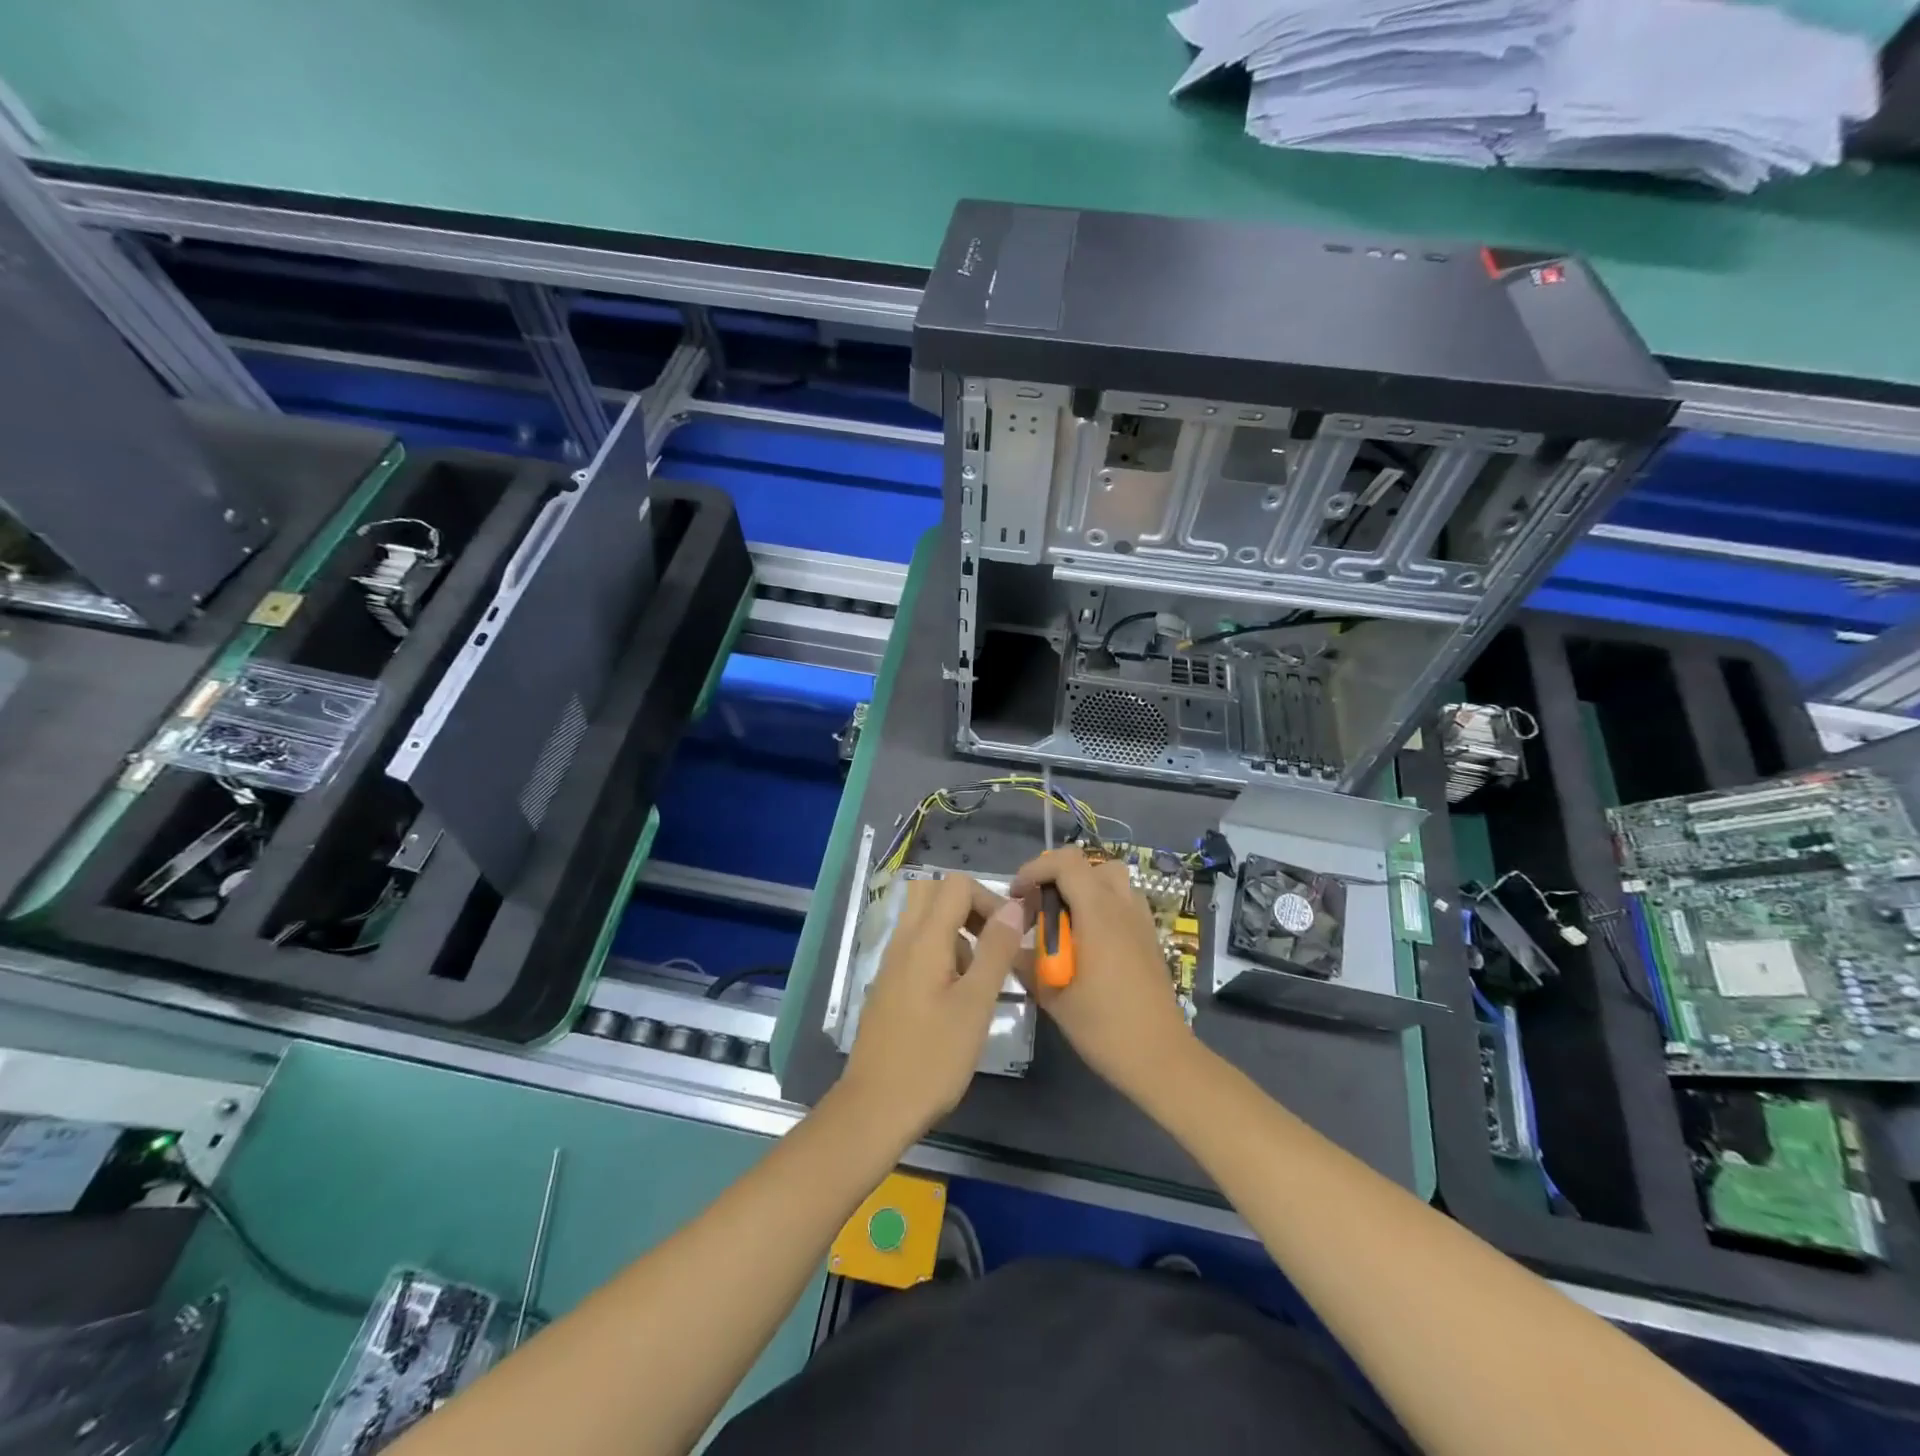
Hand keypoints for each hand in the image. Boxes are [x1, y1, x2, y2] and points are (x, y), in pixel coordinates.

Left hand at [840, 875, 1024, 1143]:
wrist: (875, 1107)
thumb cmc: (932, 1057)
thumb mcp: (975, 1004)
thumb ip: (996, 951)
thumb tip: (1014, 907)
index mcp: (924, 939)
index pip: (956, 885)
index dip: (989, 899)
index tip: (1010, 935)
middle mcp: (903, 942)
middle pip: (934, 894)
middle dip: (970, 908)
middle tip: (993, 945)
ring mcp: (892, 964)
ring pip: (925, 921)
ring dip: (957, 934)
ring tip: (979, 980)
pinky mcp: (890, 986)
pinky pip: (917, 949)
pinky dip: (942, 955)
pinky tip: (956, 1000)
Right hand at [1010, 847, 1196, 1103]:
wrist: (1160, 1057)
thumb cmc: (1103, 1026)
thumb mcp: (1052, 996)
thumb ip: (1027, 962)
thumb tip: (1010, 944)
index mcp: (1098, 913)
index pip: (1066, 863)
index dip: (1035, 869)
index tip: (1016, 895)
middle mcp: (1122, 907)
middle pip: (1089, 864)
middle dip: (1056, 876)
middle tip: (1038, 907)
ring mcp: (1141, 920)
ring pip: (1110, 879)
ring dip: (1082, 888)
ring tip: (1063, 920)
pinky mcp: (1149, 937)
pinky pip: (1123, 901)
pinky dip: (1101, 905)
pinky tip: (1088, 941)